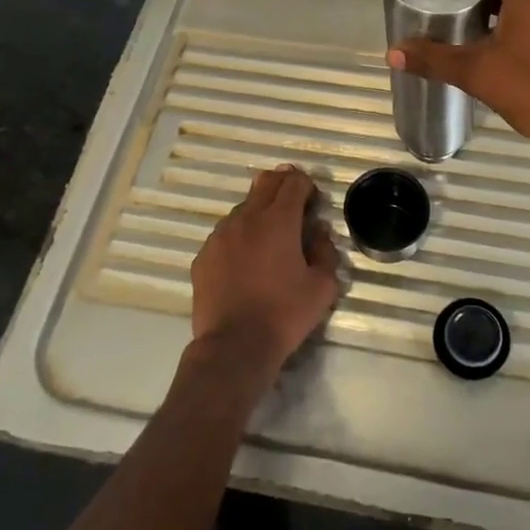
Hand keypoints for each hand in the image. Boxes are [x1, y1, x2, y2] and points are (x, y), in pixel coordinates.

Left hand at [189, 165, 341, 378]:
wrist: (234, 346)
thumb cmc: (284, 314)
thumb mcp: (322, 286)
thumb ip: (325, 250)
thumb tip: (319, 230)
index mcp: (279, 220)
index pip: (293, 183)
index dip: (306, 185)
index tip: (313, 200)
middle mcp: (246, 218)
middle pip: (265, 183)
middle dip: (283, 184)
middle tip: (294, 201)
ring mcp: (220, 236)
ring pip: (243, 208)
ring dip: (259, 212)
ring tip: (269, 237)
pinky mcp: (204, 256)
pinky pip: (225, 234)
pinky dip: (239, 236)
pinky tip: (245, 260)